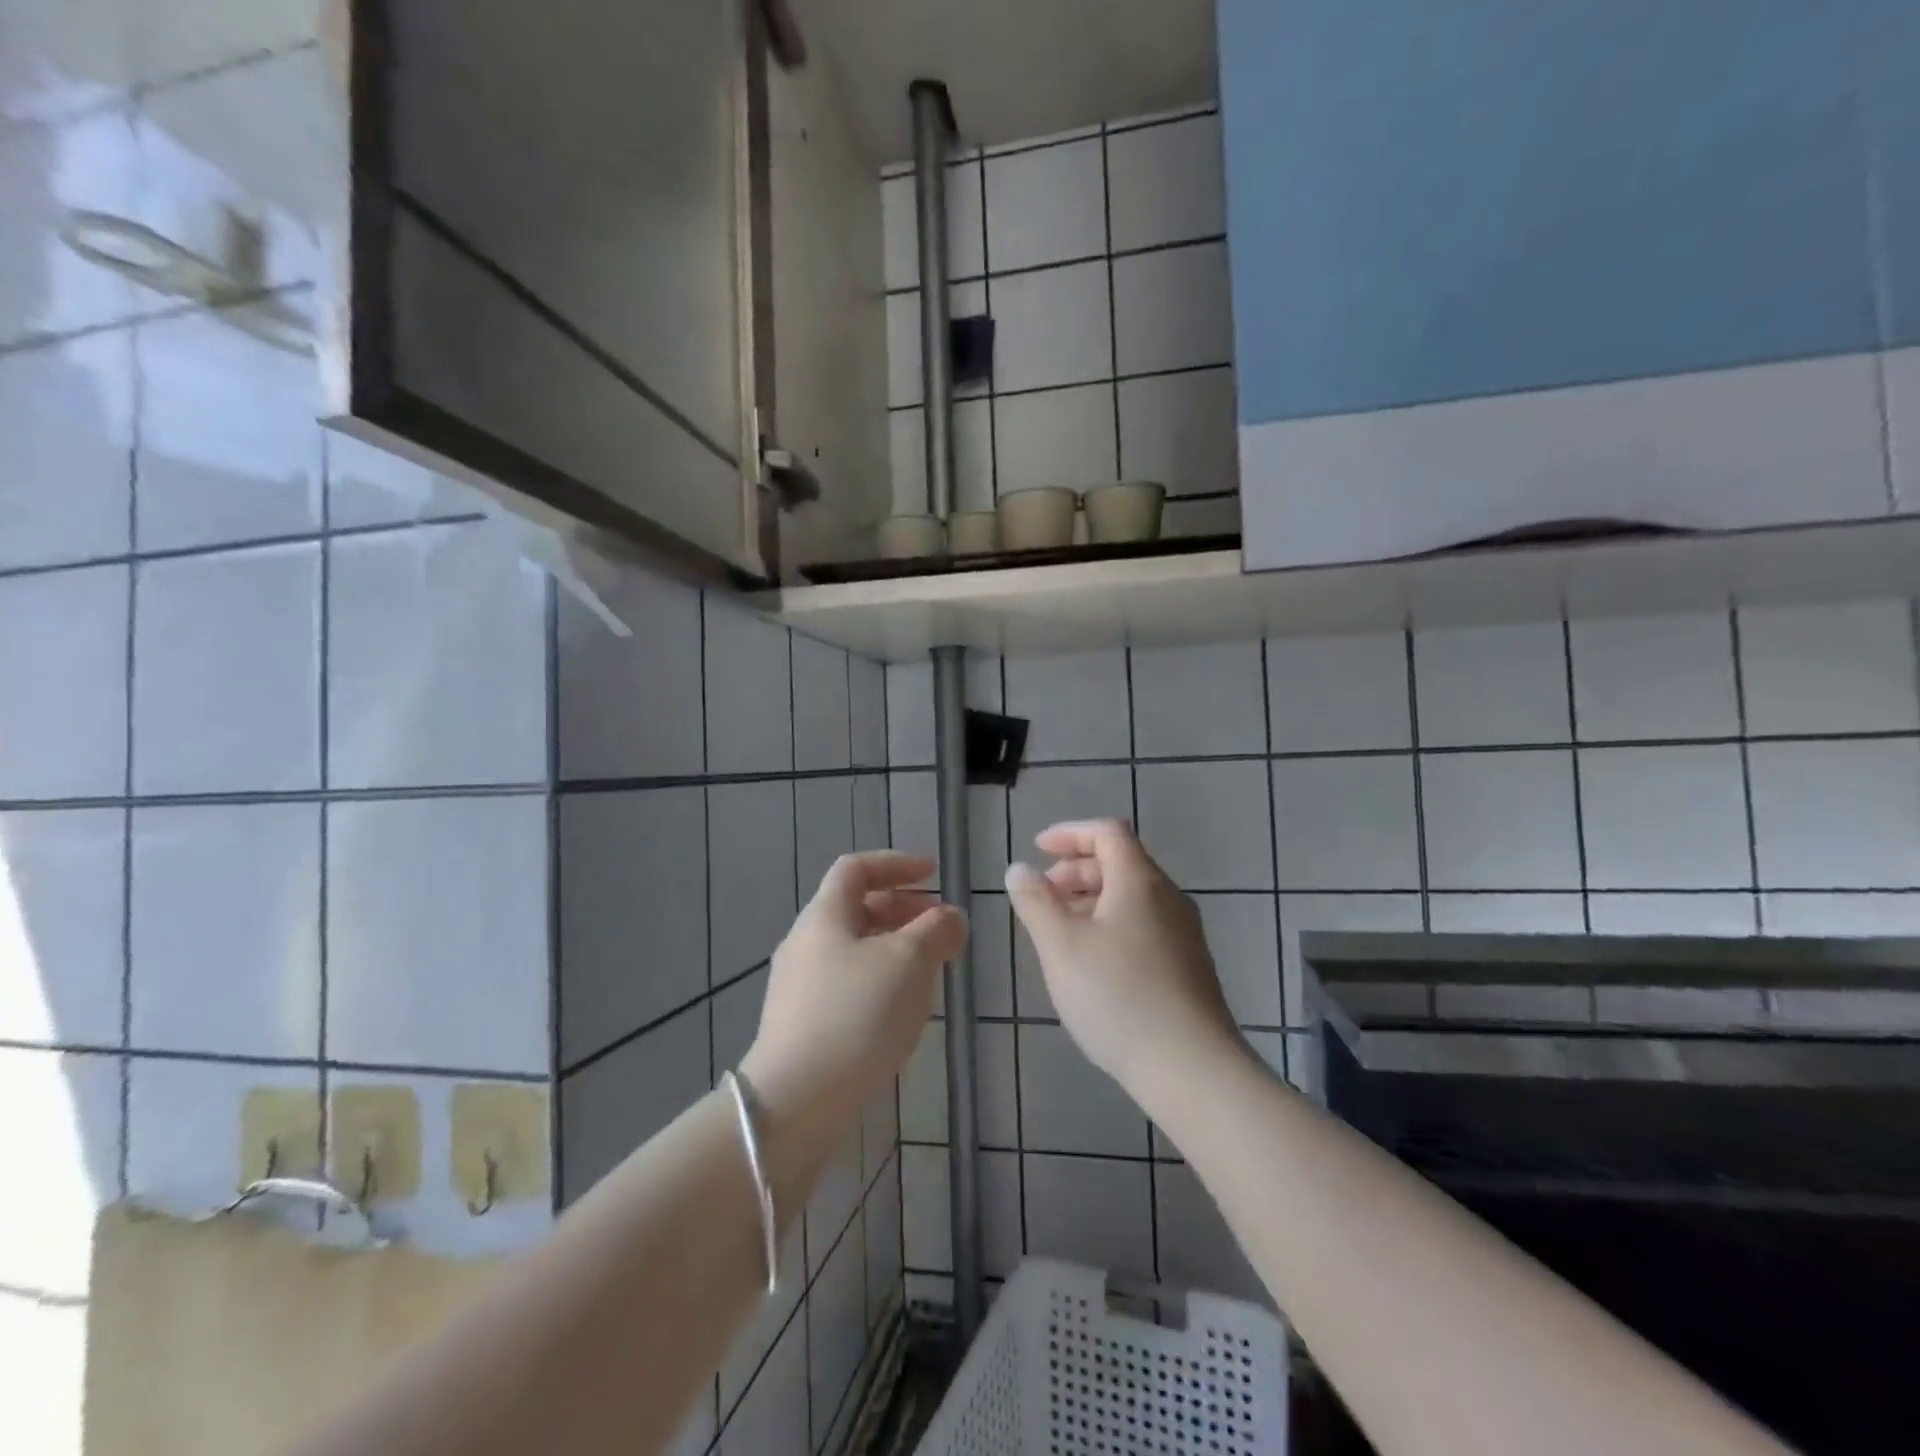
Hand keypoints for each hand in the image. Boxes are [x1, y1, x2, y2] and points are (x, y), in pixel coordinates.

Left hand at [741, 851, 965, 1130]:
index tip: (934, 875)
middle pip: (856, 908)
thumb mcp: (909, 962)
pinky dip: (880, 979)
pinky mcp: (802, 1023)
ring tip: (930, 971)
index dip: (897, 864)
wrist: (796, 1101)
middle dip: (903, 910)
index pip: (857, 868)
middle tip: (941, 928)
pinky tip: (901, 1010)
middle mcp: (805, 942)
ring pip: (854, 948)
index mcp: (824, 916)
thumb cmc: (857, 1015)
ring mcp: (799, 986)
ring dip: (895, 948)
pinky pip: (848, 983)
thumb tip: (951, 916)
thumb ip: (936, 930)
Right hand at [1005, 819, 1241, 1105]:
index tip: (1038, 849)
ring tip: (1060, 930)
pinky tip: (1092, 963)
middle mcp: (1168, 898)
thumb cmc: (1118, 997)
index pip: (1107, 832)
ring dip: (1091, 900)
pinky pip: (1144, 925)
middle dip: (1076, 870)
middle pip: (1121, 863)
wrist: (1191, 1068)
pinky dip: (1111, 925)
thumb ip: (1036, 902)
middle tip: (1043, 895)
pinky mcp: (1188, 966)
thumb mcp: (1061, 946)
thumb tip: (1020, 869)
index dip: (1070, 833)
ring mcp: (1184, 934)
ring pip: (1132, 898)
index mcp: (1139, 881)